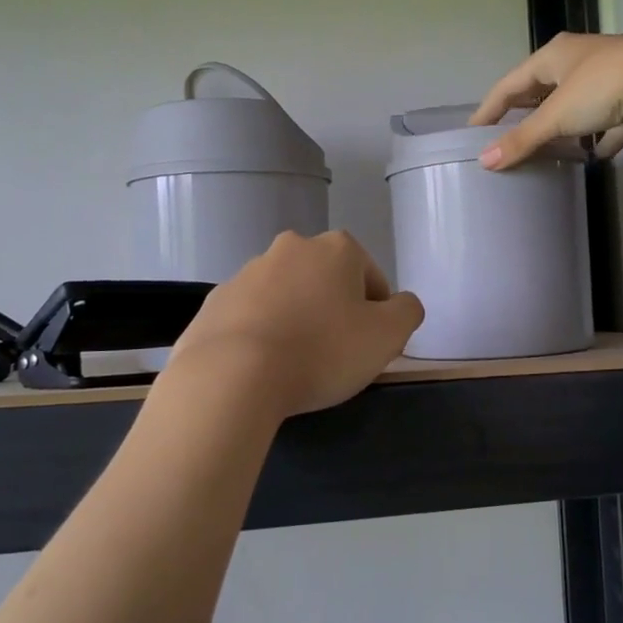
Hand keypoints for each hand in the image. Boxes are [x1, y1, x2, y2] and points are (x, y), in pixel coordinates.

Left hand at [167, 231, 423, 418]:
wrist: (232, 375)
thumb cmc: (321, 351)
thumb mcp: (387, 336)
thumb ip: (407, 312)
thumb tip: (402, 304)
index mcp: (336, 249)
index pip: (372, 278)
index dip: (377, 315)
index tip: (369, 348)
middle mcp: (291, 248)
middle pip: (327, 282)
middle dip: (334, 312)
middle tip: (335, 356)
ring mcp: (247, 272)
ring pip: (287, 296)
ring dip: (297, 320)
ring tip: (295, 365)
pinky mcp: (216, 301)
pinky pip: (252, 316)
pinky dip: (261, 334)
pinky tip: (262, 366)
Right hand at [470, 32, 622, 169]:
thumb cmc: (603, 87)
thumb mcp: (556, 116)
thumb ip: (522, 140)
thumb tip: (485, 162)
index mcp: (555, 55)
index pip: (511, 83)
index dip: (490, 107)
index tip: (474, 130)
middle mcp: (581, 60)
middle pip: (544, 90)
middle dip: (527, 114)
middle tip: (508, 139)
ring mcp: (612, 77)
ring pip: (578, 105)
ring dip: (564, 127)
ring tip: (548, 151)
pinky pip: (611, 121)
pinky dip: (601, 138)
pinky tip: (596, 156)